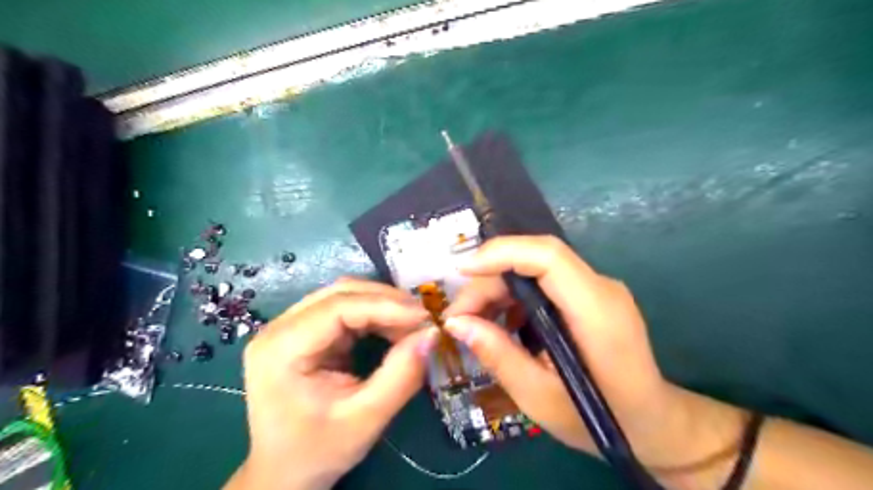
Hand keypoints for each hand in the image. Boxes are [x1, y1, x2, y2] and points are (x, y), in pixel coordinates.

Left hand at [228, 278, 439, 487]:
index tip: (425, 316)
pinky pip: (344, 311)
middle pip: (340, 294)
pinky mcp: (303, 333)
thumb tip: (431, 334)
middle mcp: (279, 328)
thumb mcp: (365, 419)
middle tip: (423, 319)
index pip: (338, 306)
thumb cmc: (317, 452)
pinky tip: (393, 329)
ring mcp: (289, 328)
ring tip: (412, 325)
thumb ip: (401, 375)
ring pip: (344, 297)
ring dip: (382, 306)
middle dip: (387, 301)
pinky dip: (374, 316)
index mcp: (281, 348)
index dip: (386, 305)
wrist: (283, 474)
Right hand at [445, 237, 742, 473]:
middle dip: (489, 279)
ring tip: (472, 321)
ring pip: (534, 268)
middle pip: (534, 260)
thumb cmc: (601, 419)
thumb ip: (498, 355)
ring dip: (497, 288)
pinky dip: (513, 296)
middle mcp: (600, 287)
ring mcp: (597, 288)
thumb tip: (456, 322)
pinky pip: (543, 282)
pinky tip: (499, 323)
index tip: (461, 271)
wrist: (651, 422)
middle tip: (458, 315)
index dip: (501, 253)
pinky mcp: (588, 296)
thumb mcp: (539, 397)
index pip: (548, 256)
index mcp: (597, 311)